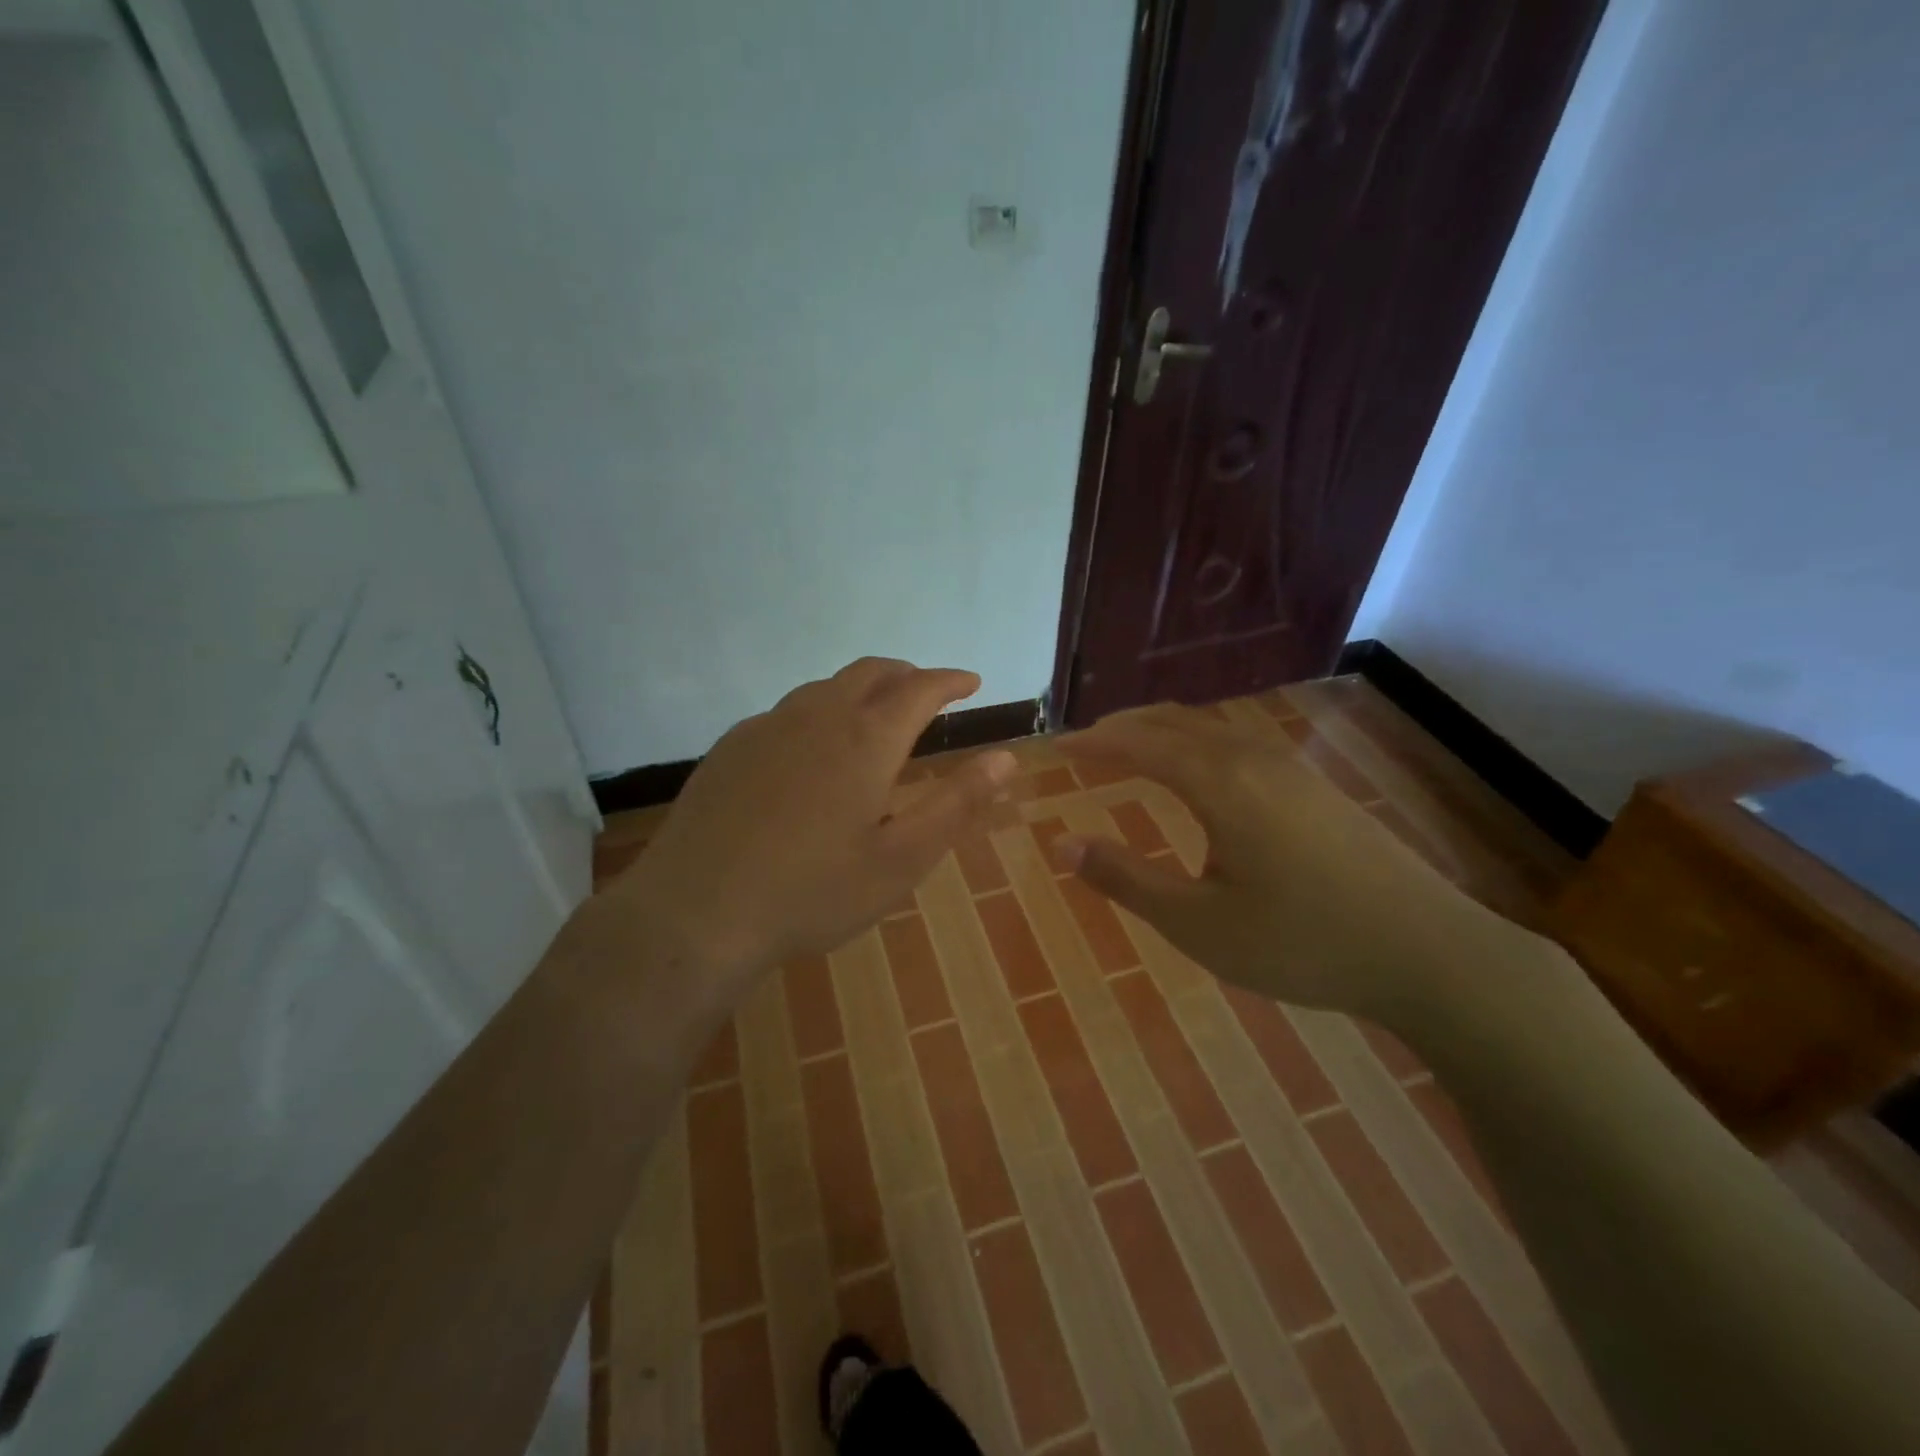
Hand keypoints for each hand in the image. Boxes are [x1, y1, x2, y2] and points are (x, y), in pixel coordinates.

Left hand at [605, 658, 1015, 996]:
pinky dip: (818, 713)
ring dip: (860, 691)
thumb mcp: (900, 860)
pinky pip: (786, 713)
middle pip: (870, 673)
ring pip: (824, 688)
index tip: (970, 682)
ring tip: (874, 716)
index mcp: (866, 740)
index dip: (950, 681)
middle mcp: (817, 717)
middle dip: (906, 675)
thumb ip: (957, 805)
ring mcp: (766, 728)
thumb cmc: (812, 892)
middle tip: (926, 691)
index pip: (919, 689)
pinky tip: (811, 750)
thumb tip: (1005, 759)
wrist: (695, 913)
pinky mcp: (730, 748)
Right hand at [1054, 704, 1520, 1023]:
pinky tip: (1200, 773)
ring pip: (1210, 729)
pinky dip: (1196, 744)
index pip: (1139, 745)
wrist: (1429, 953)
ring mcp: (1290, 769)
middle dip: (1124, 728)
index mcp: (1219, 784)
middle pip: (1174, 723)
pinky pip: (1237, 744)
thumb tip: (1063, 845)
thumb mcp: (1199, 924)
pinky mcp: (1315, 787)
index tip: (1055, 749)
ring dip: (1162, 732)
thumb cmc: (1301, 943)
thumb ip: (1127, 880)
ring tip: (1131, 750)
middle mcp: (1252, 760)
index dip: (1093, 744)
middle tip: (1085, 744)